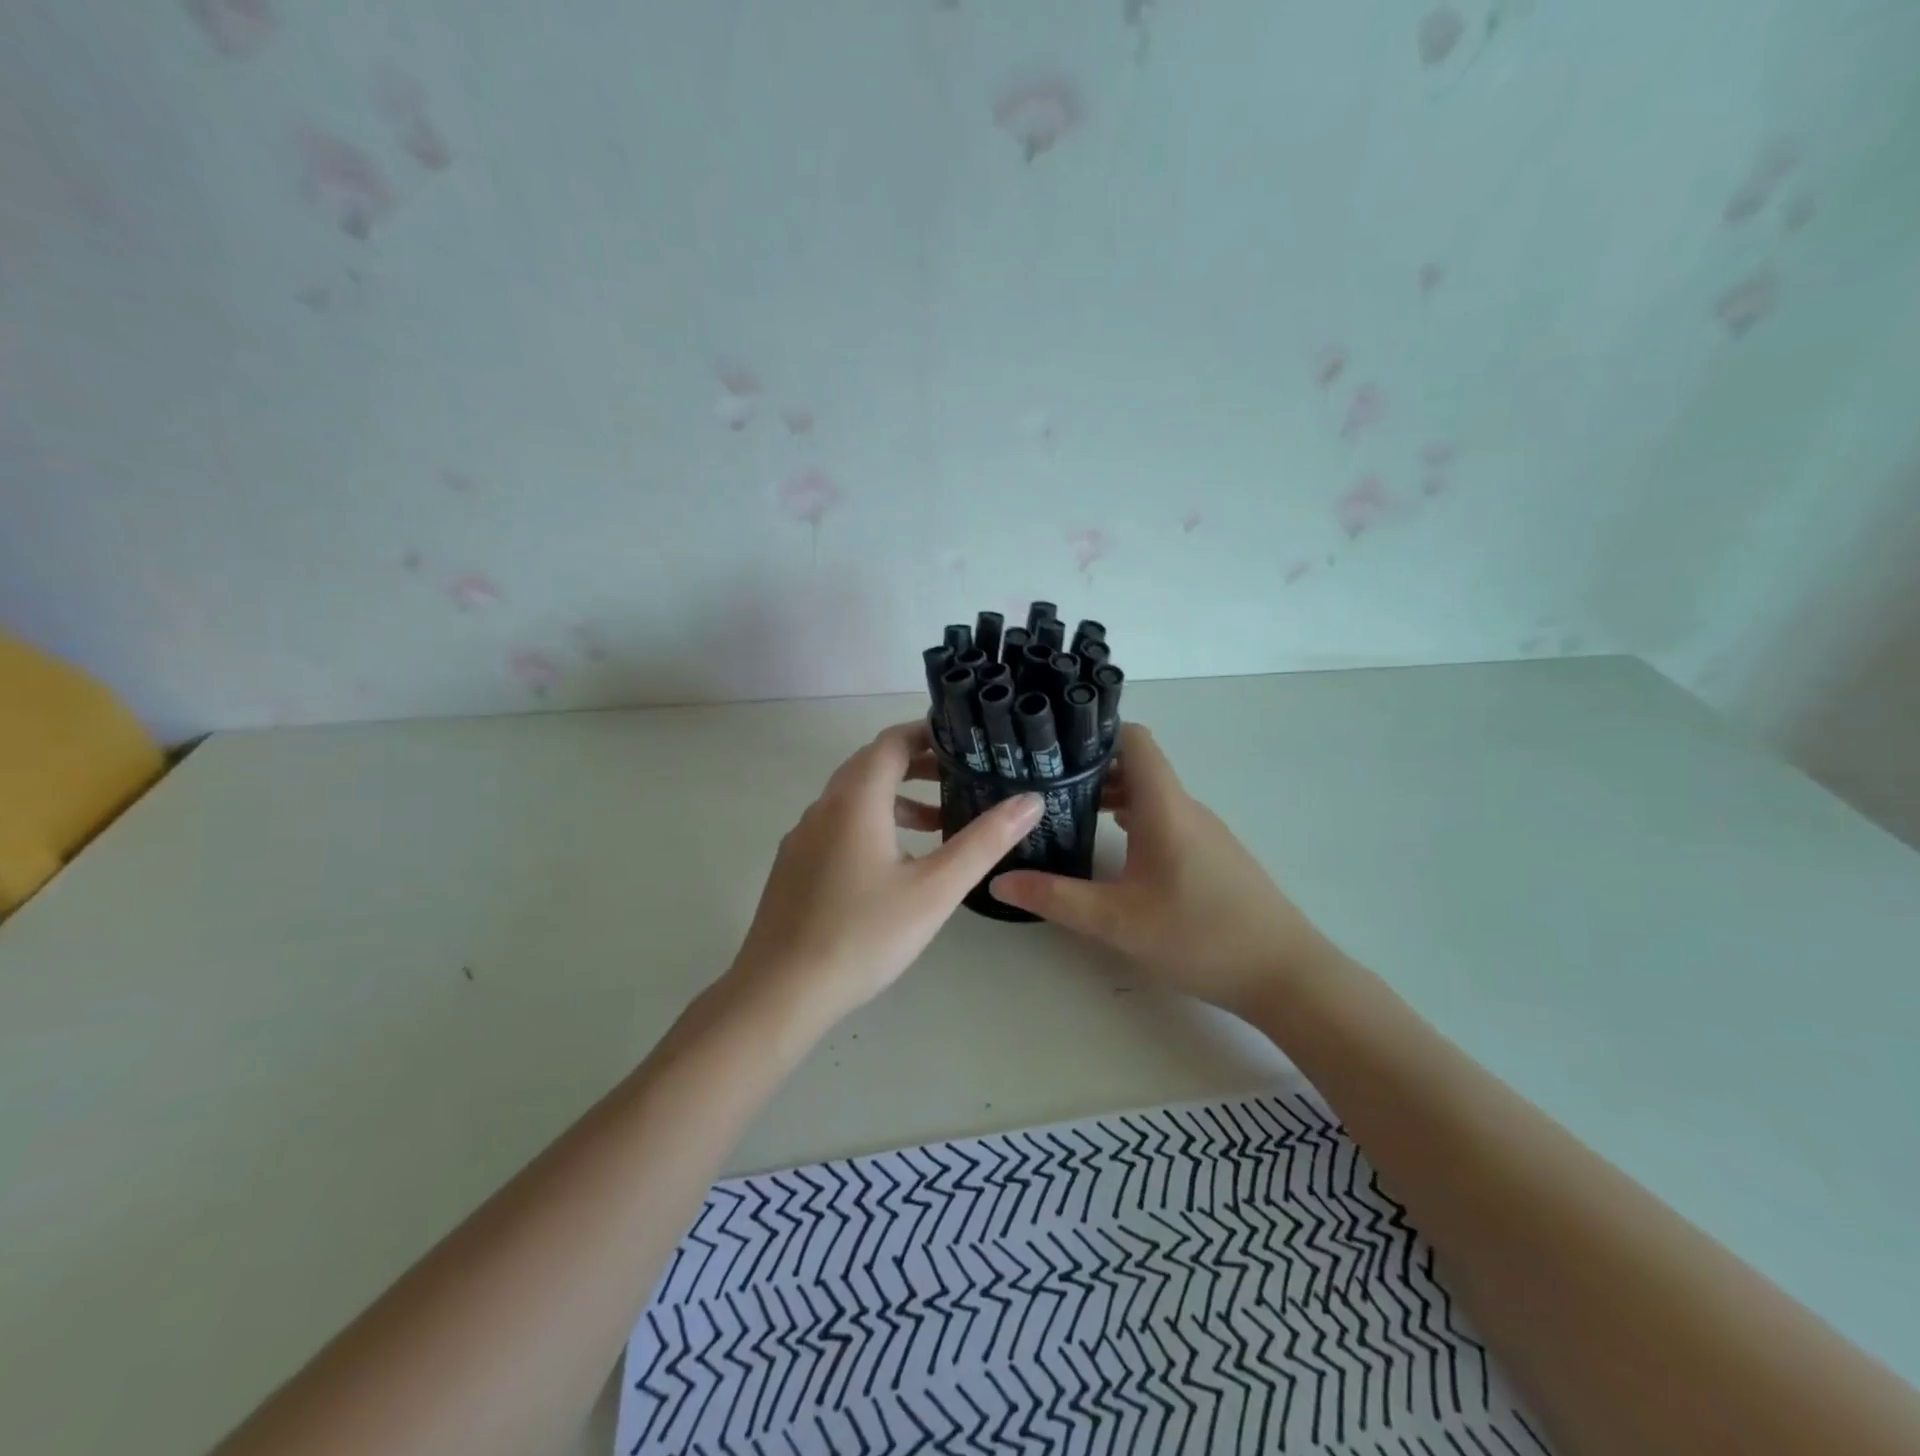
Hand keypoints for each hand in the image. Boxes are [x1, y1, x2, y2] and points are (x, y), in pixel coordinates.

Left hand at [722, 720, 1042, 1036]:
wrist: (780, 992)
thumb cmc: (864, 935)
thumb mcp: (935, 889)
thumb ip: (984, 841)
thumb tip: (1031, 800)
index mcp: (855, 800)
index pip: (891, 742)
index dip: (927, 732)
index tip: (964, 740)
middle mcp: (823, 807)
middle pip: (871, 765)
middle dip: (916, 764)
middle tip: (960, 776)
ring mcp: (803, 838)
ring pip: (853, 798)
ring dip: (896, 798)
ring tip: (938, 823)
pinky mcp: (794, 866)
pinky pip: (838, 825)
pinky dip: (873, 823)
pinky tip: (895, 864)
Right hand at [990, 723, 1336, 1014]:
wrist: (1285, 974)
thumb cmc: (1200, 936)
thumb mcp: (1117, 921)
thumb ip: (1055, 897)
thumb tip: (998, 881)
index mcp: (1164, 805)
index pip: (1133, 739)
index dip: (1094, 731)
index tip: (1051, 744)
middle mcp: (1184, 807)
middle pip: (1135, 766)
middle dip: (1088, 768)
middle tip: (1040, 784)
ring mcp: (1202, 830)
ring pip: (1149, 794)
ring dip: (1110, 797)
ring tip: (1065, 814)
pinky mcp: (1211, 854)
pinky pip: (1164, 818)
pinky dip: (1132, 819)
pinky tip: (1110, 849)